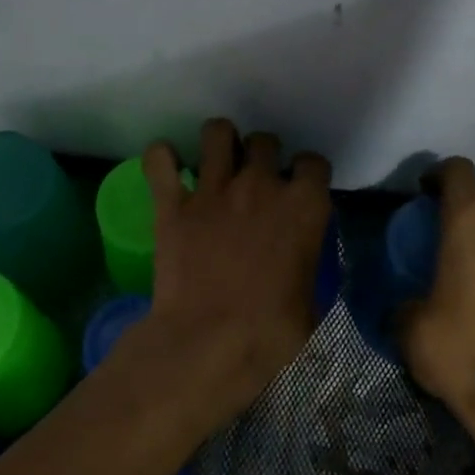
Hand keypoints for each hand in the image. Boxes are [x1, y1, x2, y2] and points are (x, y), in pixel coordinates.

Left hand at [136, 118, 331, 415]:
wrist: (206, 343)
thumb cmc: (269, 334)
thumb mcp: (311, 308)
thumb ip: (309, 274)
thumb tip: (300, 272)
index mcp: (303, 207)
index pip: (314, 163)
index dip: (307, 175)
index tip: (300, 189)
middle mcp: (260, 185)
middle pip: (265, 140)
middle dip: (263, 155)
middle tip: (255, 181)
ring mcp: (213, 190)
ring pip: (217, 132)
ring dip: (219, 142)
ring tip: (216, 162)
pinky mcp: (172, 204)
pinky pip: (159, 159)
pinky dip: (161, 158)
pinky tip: (168, 168)